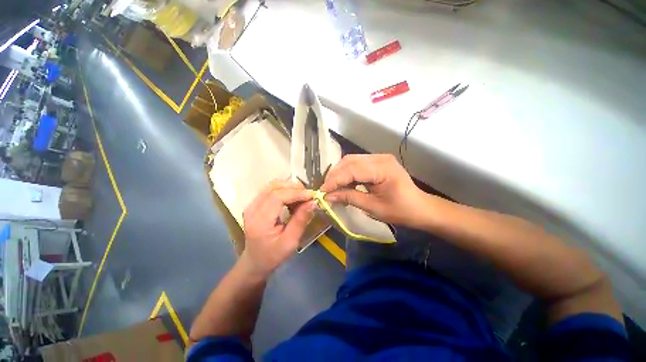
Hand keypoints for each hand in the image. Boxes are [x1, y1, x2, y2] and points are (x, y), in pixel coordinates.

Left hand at [242, 180, 315, 276]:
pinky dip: (285, 190)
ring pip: (273, 185)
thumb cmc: (273, 255)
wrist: (255, 262)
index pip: (277, 196)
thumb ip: (301, 220)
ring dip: (290, 188)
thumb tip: (313, 202)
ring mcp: (252, 204)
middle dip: (295, 188)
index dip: (296, 193)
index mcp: (259, 221)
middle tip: (309, 196)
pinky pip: (271, 190)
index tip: (312, 196)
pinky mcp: (255, 203)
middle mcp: (252, 208)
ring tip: (302, 197)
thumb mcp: (290, 242)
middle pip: (274, 187)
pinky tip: (293, 199)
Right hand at [321, 154, 429, 228]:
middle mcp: (380, 157)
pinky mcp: (377, 162)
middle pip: (349, 161)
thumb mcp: (373, 207)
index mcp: (382, 168)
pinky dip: (347, 173)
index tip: (322, 192)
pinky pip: (357, 164)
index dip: (334, 180)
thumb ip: (349, 198)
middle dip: (334, 175)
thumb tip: (328, 196)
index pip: (351, 169)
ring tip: (332, 187)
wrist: (420, 208)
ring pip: (351, 161)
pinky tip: (343, 183)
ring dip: (339, 173)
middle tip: (325, 190)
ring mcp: (379, 158)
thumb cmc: (400, 210)